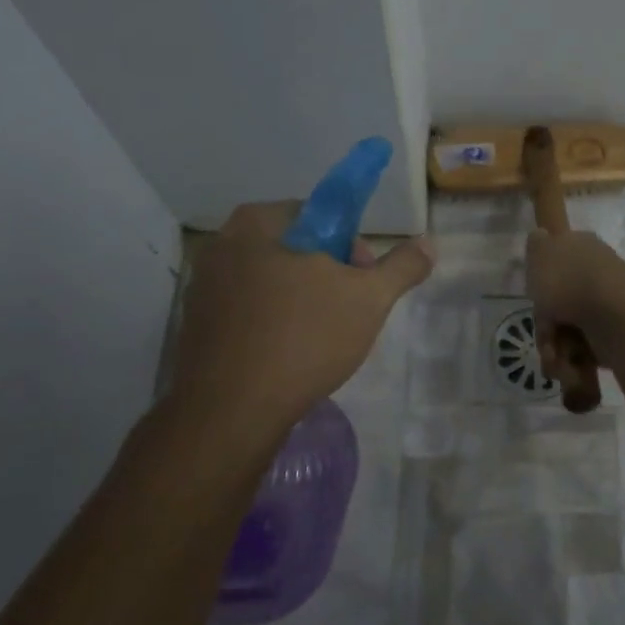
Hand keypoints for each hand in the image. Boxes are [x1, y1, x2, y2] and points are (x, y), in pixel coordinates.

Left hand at [170, 202, 433, 425]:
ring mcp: (202, 288)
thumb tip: (428, 243)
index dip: (350, 245)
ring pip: (270, 283)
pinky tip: (290, 356)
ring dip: (300, 301)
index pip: (317, 214)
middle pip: (293, 249)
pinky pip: (248, 313)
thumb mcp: (368, 299)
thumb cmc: (304, 338)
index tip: (364, 279)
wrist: (232, 410)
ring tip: (322, 339)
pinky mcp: (196, 327)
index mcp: (257, 223)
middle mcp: (221, 245)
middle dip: (326, 274)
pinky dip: (272, 325)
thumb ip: (402, 267)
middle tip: (349, 311)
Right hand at [524, 231, 624, 367]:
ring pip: (569, 332)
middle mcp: (596, 275)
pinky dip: (575, 362)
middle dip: (547, 328)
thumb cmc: (569, 281)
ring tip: (558, 360)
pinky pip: (586, 352)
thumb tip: (541, 236)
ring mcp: (608, 306)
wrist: (614, 314)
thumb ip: (537, 244)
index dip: (542, 285)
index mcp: (582, 249)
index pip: (557, 264)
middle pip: (559, 305)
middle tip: (547, 337)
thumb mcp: (541, 251)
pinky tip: (572, 367)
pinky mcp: (617, 336)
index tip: (536, 299)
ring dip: (557, 350)